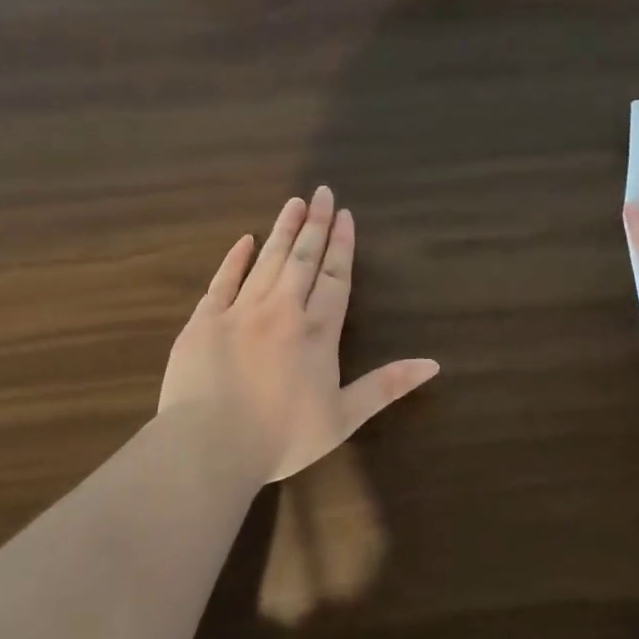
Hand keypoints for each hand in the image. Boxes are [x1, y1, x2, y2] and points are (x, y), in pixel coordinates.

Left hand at [160, 186, 439, 484]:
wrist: (209, 447)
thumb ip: (387, 386)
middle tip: (322, 192)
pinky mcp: (204, 321)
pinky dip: (235, 258)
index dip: (342, 246)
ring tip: (294, 202)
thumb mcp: (344, 418)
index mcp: (317, 333)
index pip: (335, 278)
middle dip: (315, 225)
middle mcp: (282, 311)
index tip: (345, 215)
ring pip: (268, 261)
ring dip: (283, 231)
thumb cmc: (282, 438)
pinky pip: (223, 280)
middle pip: (303, 259)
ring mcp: (240, 312)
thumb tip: (434, 364)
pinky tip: (245, 239)